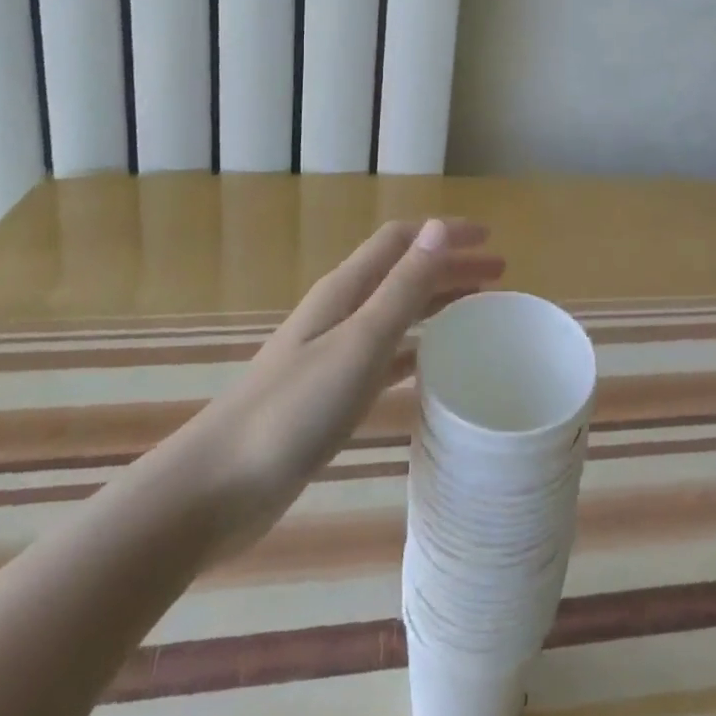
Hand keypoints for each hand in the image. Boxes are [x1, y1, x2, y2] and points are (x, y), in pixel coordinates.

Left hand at [204, 219, 503, 534]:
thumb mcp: (359, 342)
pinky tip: (435, 364)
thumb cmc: (293, 409)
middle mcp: (341, 312)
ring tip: (479, 313)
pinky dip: (416, 349)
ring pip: (398, 313)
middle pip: (404, 273)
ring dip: (437, 304)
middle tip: (498, 276)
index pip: (402, 241)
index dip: (444, 233)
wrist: (217, 487)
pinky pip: (386, 357)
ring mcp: (334, 353)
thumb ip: (402, 286)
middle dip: (450, 267)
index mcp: (346, 289)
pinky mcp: (331, 394)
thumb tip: (440, 227)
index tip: (490, 239)